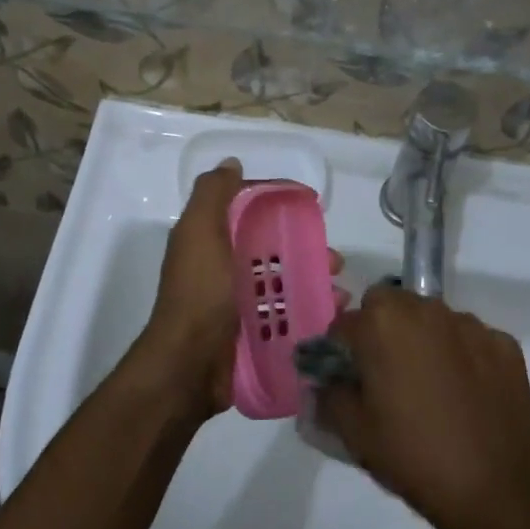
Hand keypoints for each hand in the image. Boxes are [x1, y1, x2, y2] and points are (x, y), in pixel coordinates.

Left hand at [139, 160, 345, 420]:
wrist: (189, 365)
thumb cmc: (199, 293)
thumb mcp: (199, 232)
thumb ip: (213, 194)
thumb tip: (232, 163)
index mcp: (212, 241)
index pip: (249, 211)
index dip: (278, 202)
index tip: (311, 204)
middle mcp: (226, 268)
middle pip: (274, 248)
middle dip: (306, 248)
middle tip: (334, 258)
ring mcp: (240, 303)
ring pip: (286, 282)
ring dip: (315, 280)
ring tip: (339, 289)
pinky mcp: (255, 333)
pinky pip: (290, 315)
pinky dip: (313, 311)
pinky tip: (334, 312)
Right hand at [317, 287, 529, 528]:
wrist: (496, 487)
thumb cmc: (414, 455)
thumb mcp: (353, 433)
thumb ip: (329, 395)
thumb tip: (327, 382)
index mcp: (382, 323)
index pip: (344, 324)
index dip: (340, 352)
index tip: (347, 381)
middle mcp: (425, 309)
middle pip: (390, 307)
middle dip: (381, 332)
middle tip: (386, 377)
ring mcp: (470, 324)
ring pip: (432, 319)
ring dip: (424, 340)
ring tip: (431, 388)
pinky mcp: (504, 343)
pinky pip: (470, 340)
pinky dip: (463, 357)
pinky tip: (467, 395)